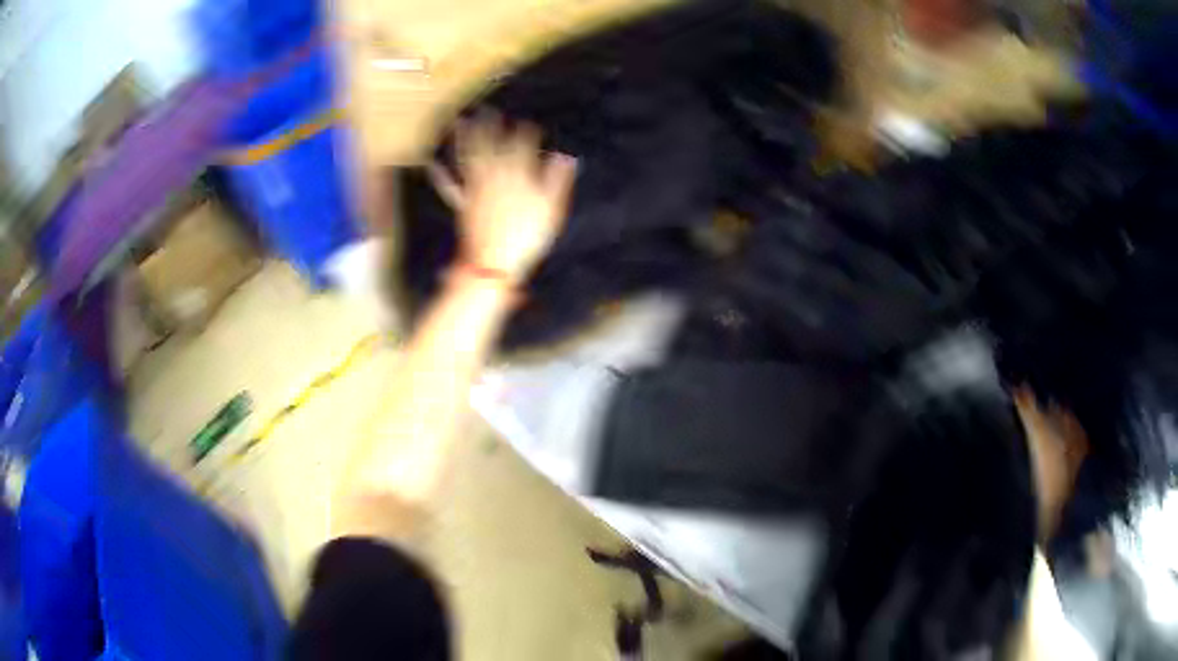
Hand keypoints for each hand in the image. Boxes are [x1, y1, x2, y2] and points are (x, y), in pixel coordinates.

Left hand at [429, 114, 577, 284]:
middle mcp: (494, 178)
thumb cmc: (526, 239)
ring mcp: (476, 190)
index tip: (526, 123)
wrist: (493, 263)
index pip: (522, 148)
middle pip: (491, 146)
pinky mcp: (463, 204)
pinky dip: (441, 174)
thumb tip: (565, 157)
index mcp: (517, 177)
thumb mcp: (550, 210)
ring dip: (464, 140)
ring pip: (469, 159)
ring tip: (460, 122)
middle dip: (490, 127)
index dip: (524, 134)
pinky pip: (450, 186)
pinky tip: (433, 163)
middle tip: (487, 109)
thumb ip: (556, 181)